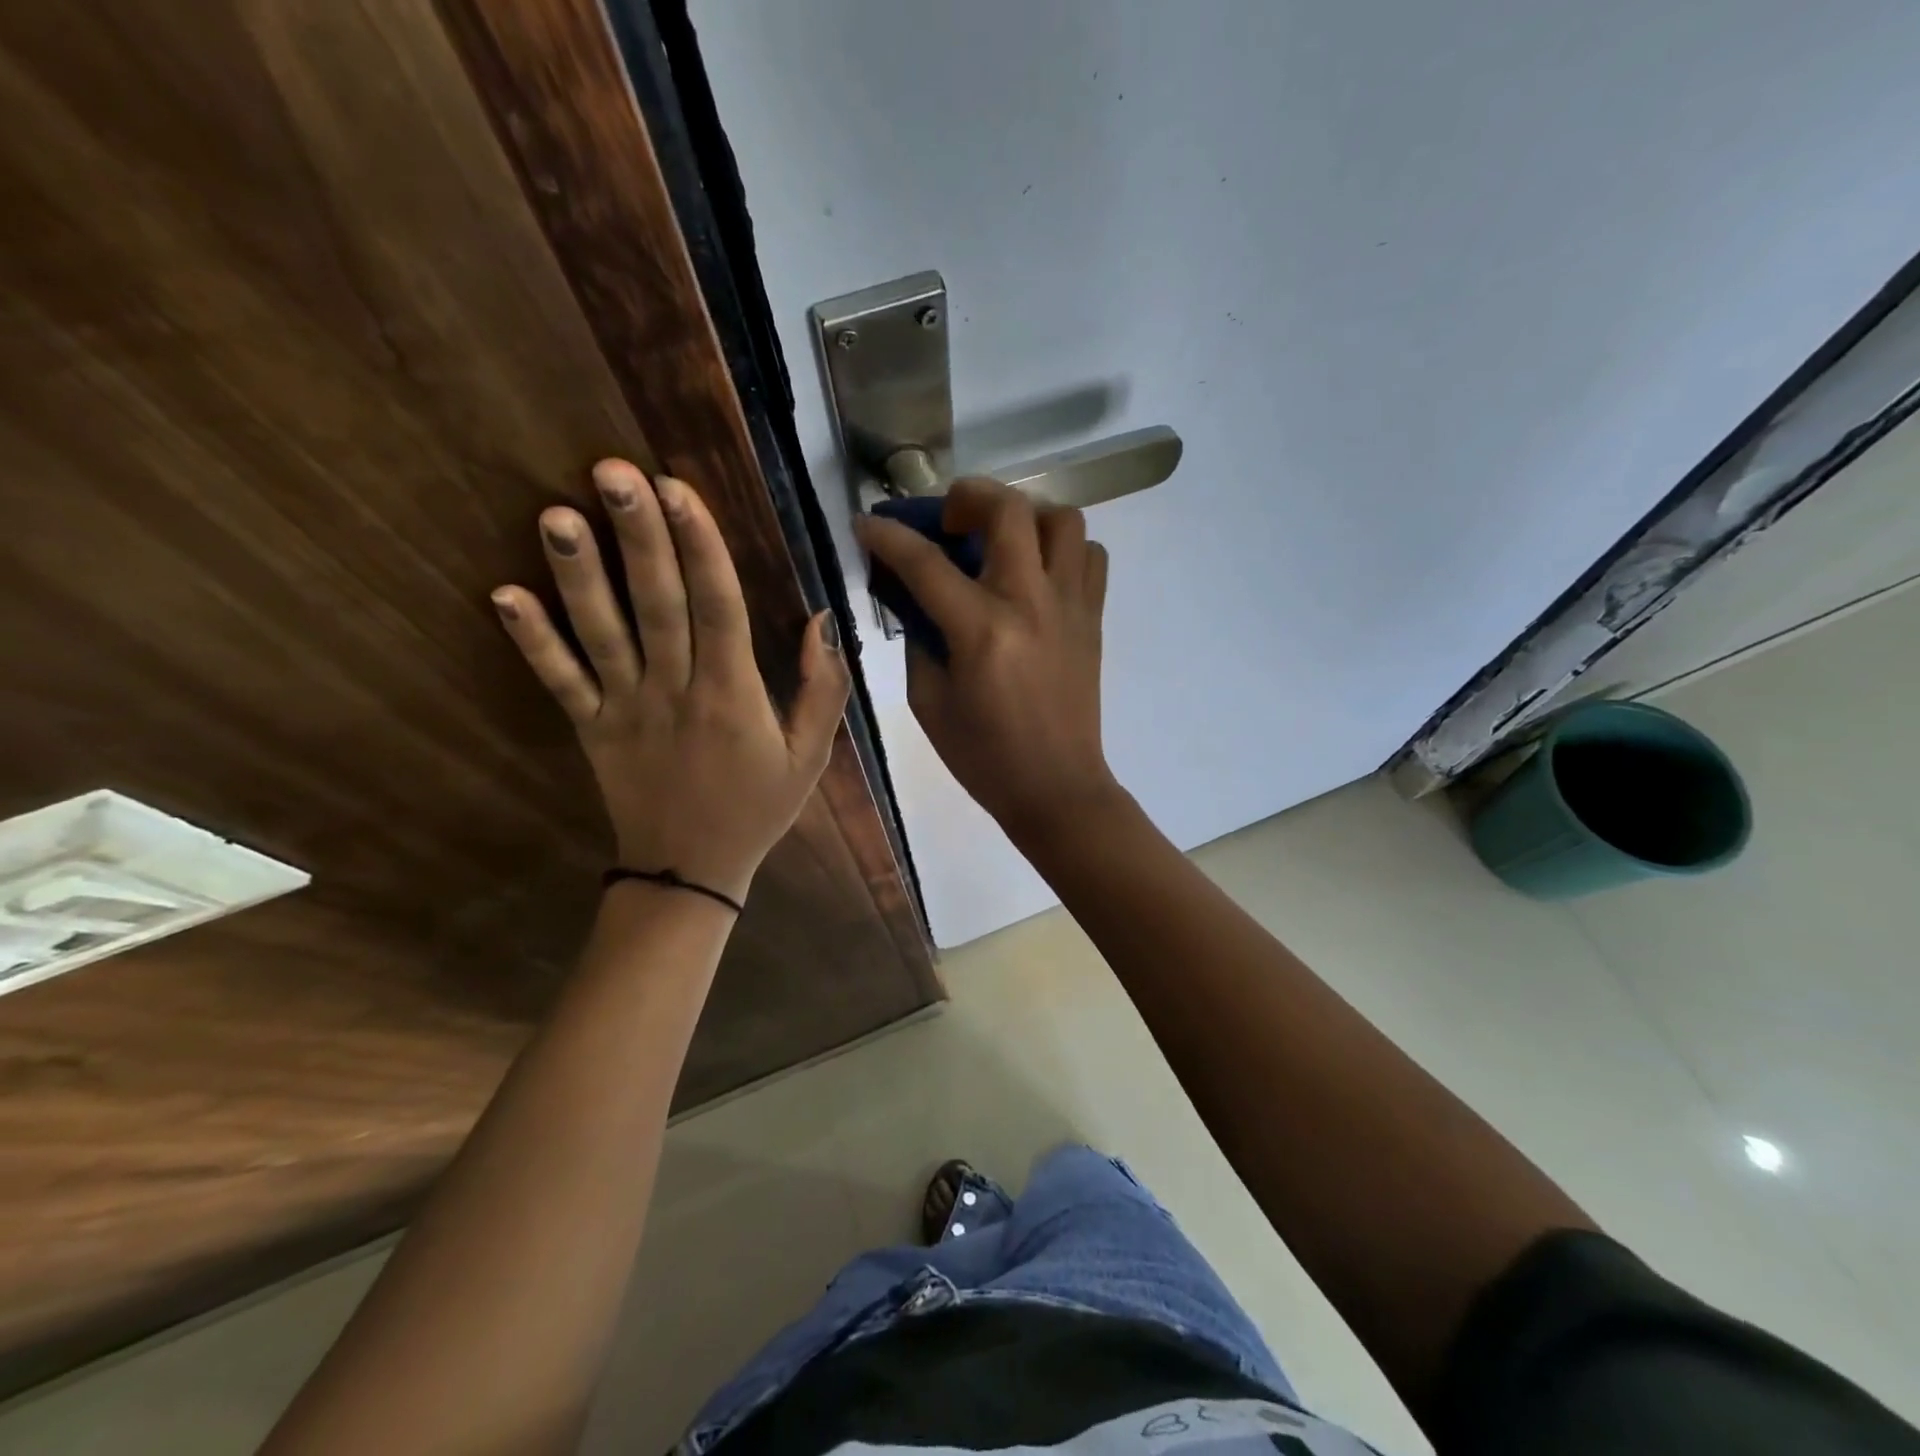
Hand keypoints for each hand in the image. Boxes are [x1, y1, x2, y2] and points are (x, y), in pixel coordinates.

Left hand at [492, 460, 849, 904]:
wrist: (691, 871)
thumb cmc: (758, 807)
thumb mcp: (812, 755)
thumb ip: (823, 688)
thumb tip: (820, 620)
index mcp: (734, 695)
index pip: (718, 606)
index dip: (700, 546)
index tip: (679, 489)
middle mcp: (676, 691)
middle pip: (657, 604)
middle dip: (639, 536)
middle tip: (613, 471)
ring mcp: (626, 709)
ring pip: (601, 634)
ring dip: (579, 574)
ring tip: (557, 514)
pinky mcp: (591, 728)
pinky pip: (559, 681)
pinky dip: (532, 640)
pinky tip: (503, 594)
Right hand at [853, 478, 1121, 844]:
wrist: (1056, 787)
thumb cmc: (983, 756)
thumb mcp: (929, 701)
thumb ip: (919, 638)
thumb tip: (914, 596)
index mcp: (981, 631)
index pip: (925, 562)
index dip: (888, 536)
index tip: (867, 522)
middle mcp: (1030, 603)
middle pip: (1008, 510)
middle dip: (967, 496)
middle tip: (949, 521)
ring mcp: (1070, 606)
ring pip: (1063, 518)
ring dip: (1025, 515)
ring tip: (1001, 540)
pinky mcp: (1093, 617)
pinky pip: (1090, 556)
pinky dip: (1063, 548)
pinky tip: (1038, 571)